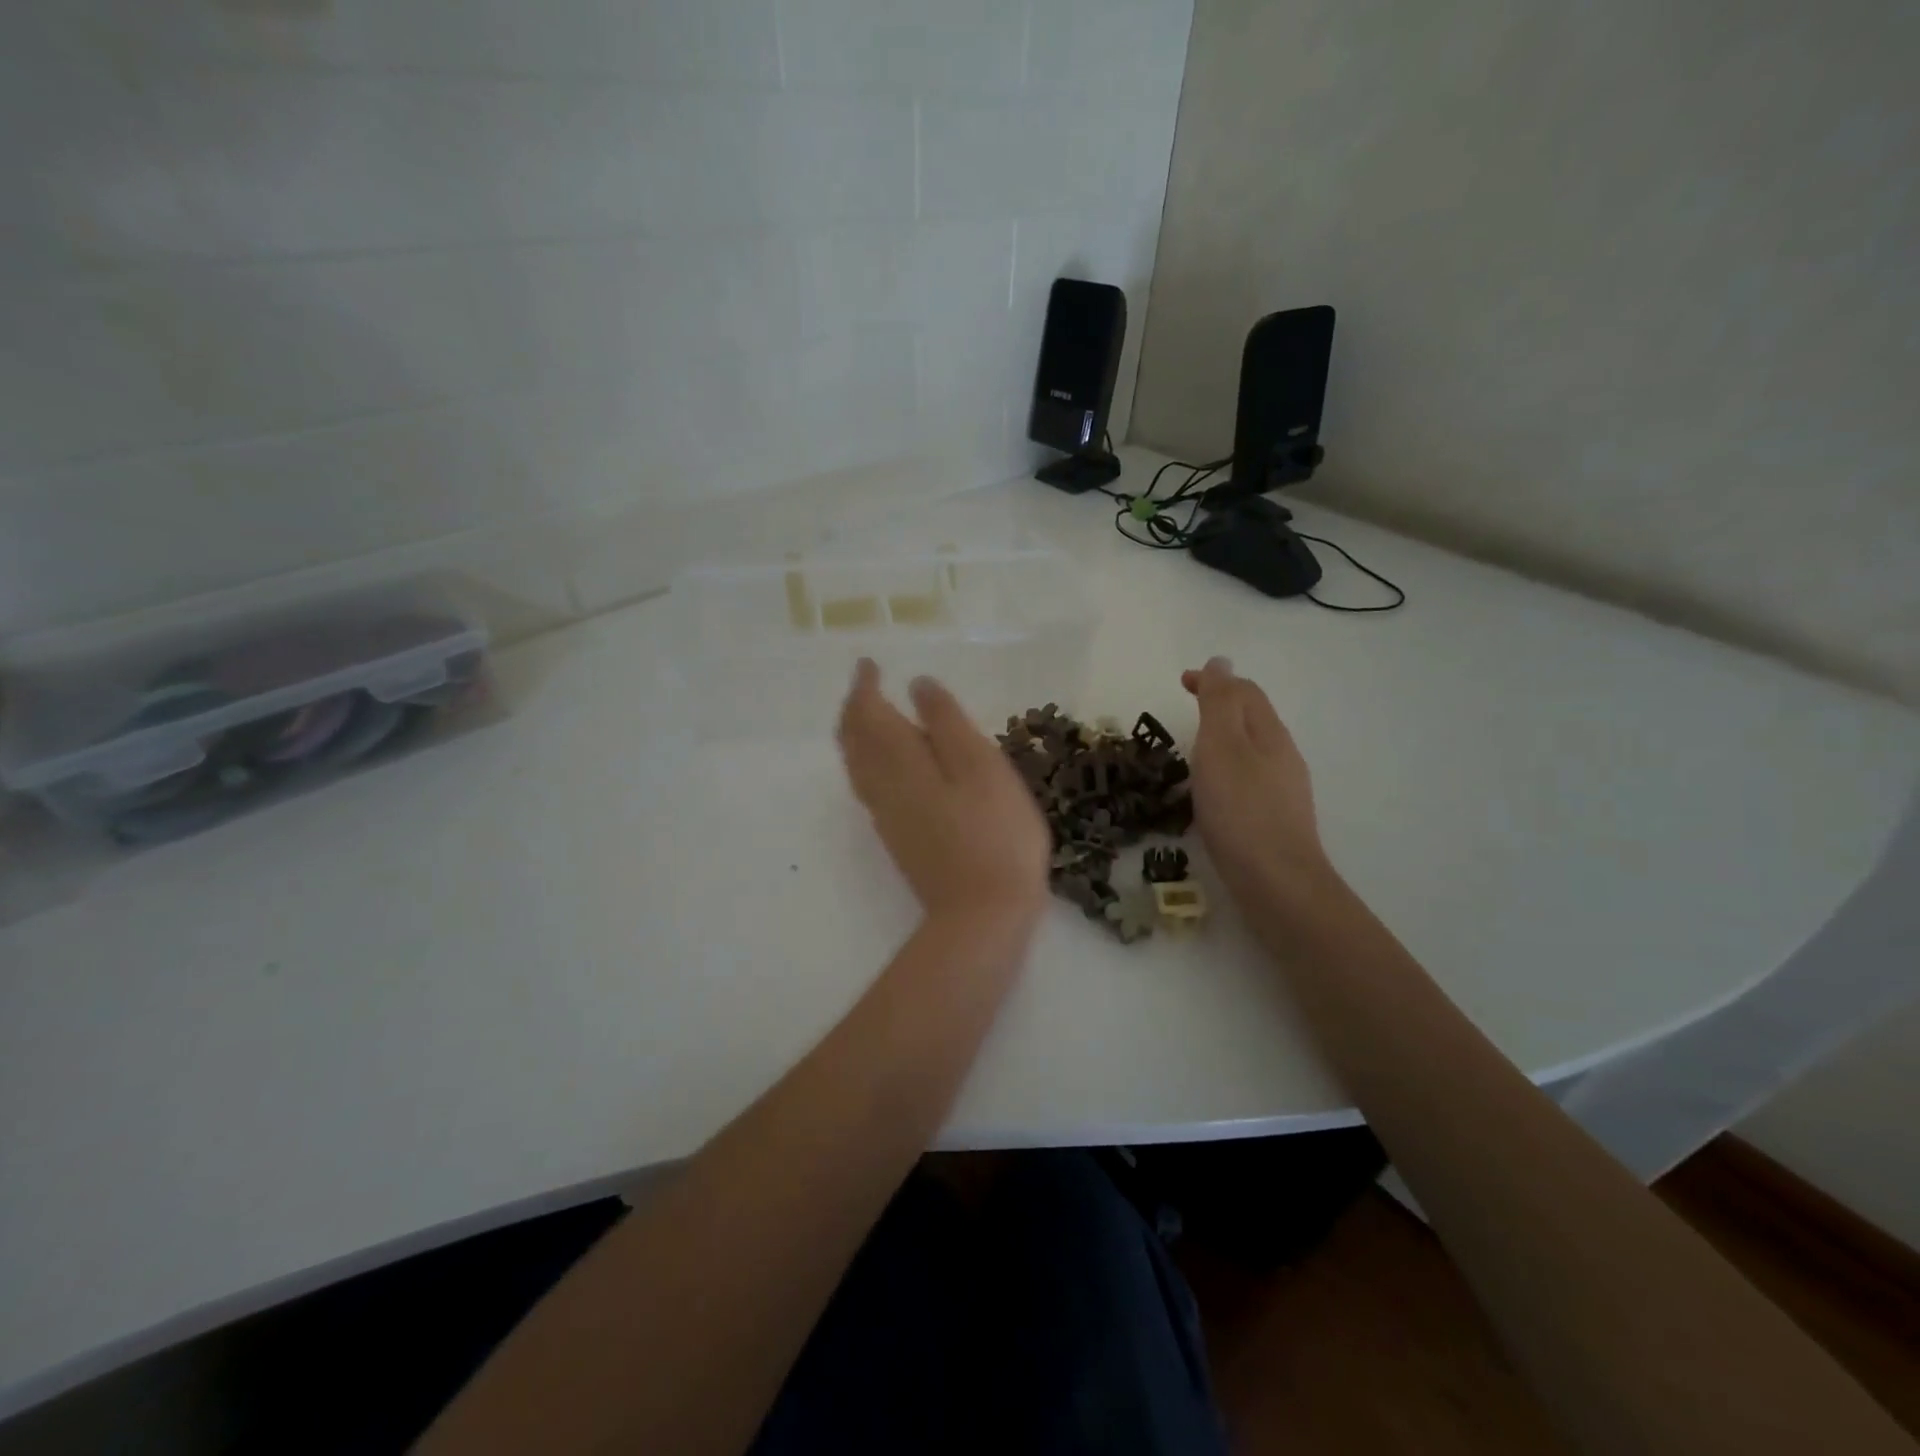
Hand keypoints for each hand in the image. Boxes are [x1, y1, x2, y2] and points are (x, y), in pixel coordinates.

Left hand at [838, 660, 1049, 929]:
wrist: (982, 914)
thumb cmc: (994, 832)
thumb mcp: (981, 765)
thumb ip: (946, 722)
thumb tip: (916, 684)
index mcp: (900, 761)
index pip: (868, 713)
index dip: (864, 686)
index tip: (869, 664)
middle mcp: (882, 786)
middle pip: (852, 740)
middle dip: (854, 708)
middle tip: (866, 685)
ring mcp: (886, 816)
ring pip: (856, 766)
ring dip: (856, 734)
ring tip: (872, 716)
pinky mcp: (898, 839)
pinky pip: (868, 787)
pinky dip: (867, 761)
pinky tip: (889, 765)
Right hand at [1181, 657, 1332, 903]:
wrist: (1277, 882)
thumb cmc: (1241, 810)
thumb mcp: (1222, 746)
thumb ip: (1219, 702)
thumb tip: (1222, 662)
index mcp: (1269, 733)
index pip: (1245, 692)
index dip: (1214, 680)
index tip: (1181, 681)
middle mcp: (1282, 756)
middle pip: (1252, 717)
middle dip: (1220, 705)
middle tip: (1185, 710)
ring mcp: (1283, 789)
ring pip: (1252, 749)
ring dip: (1224, 737)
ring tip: (1194, 748)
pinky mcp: (1276, 819)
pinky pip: (1250, 777)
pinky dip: (1228, 768)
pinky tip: (1213, 791)